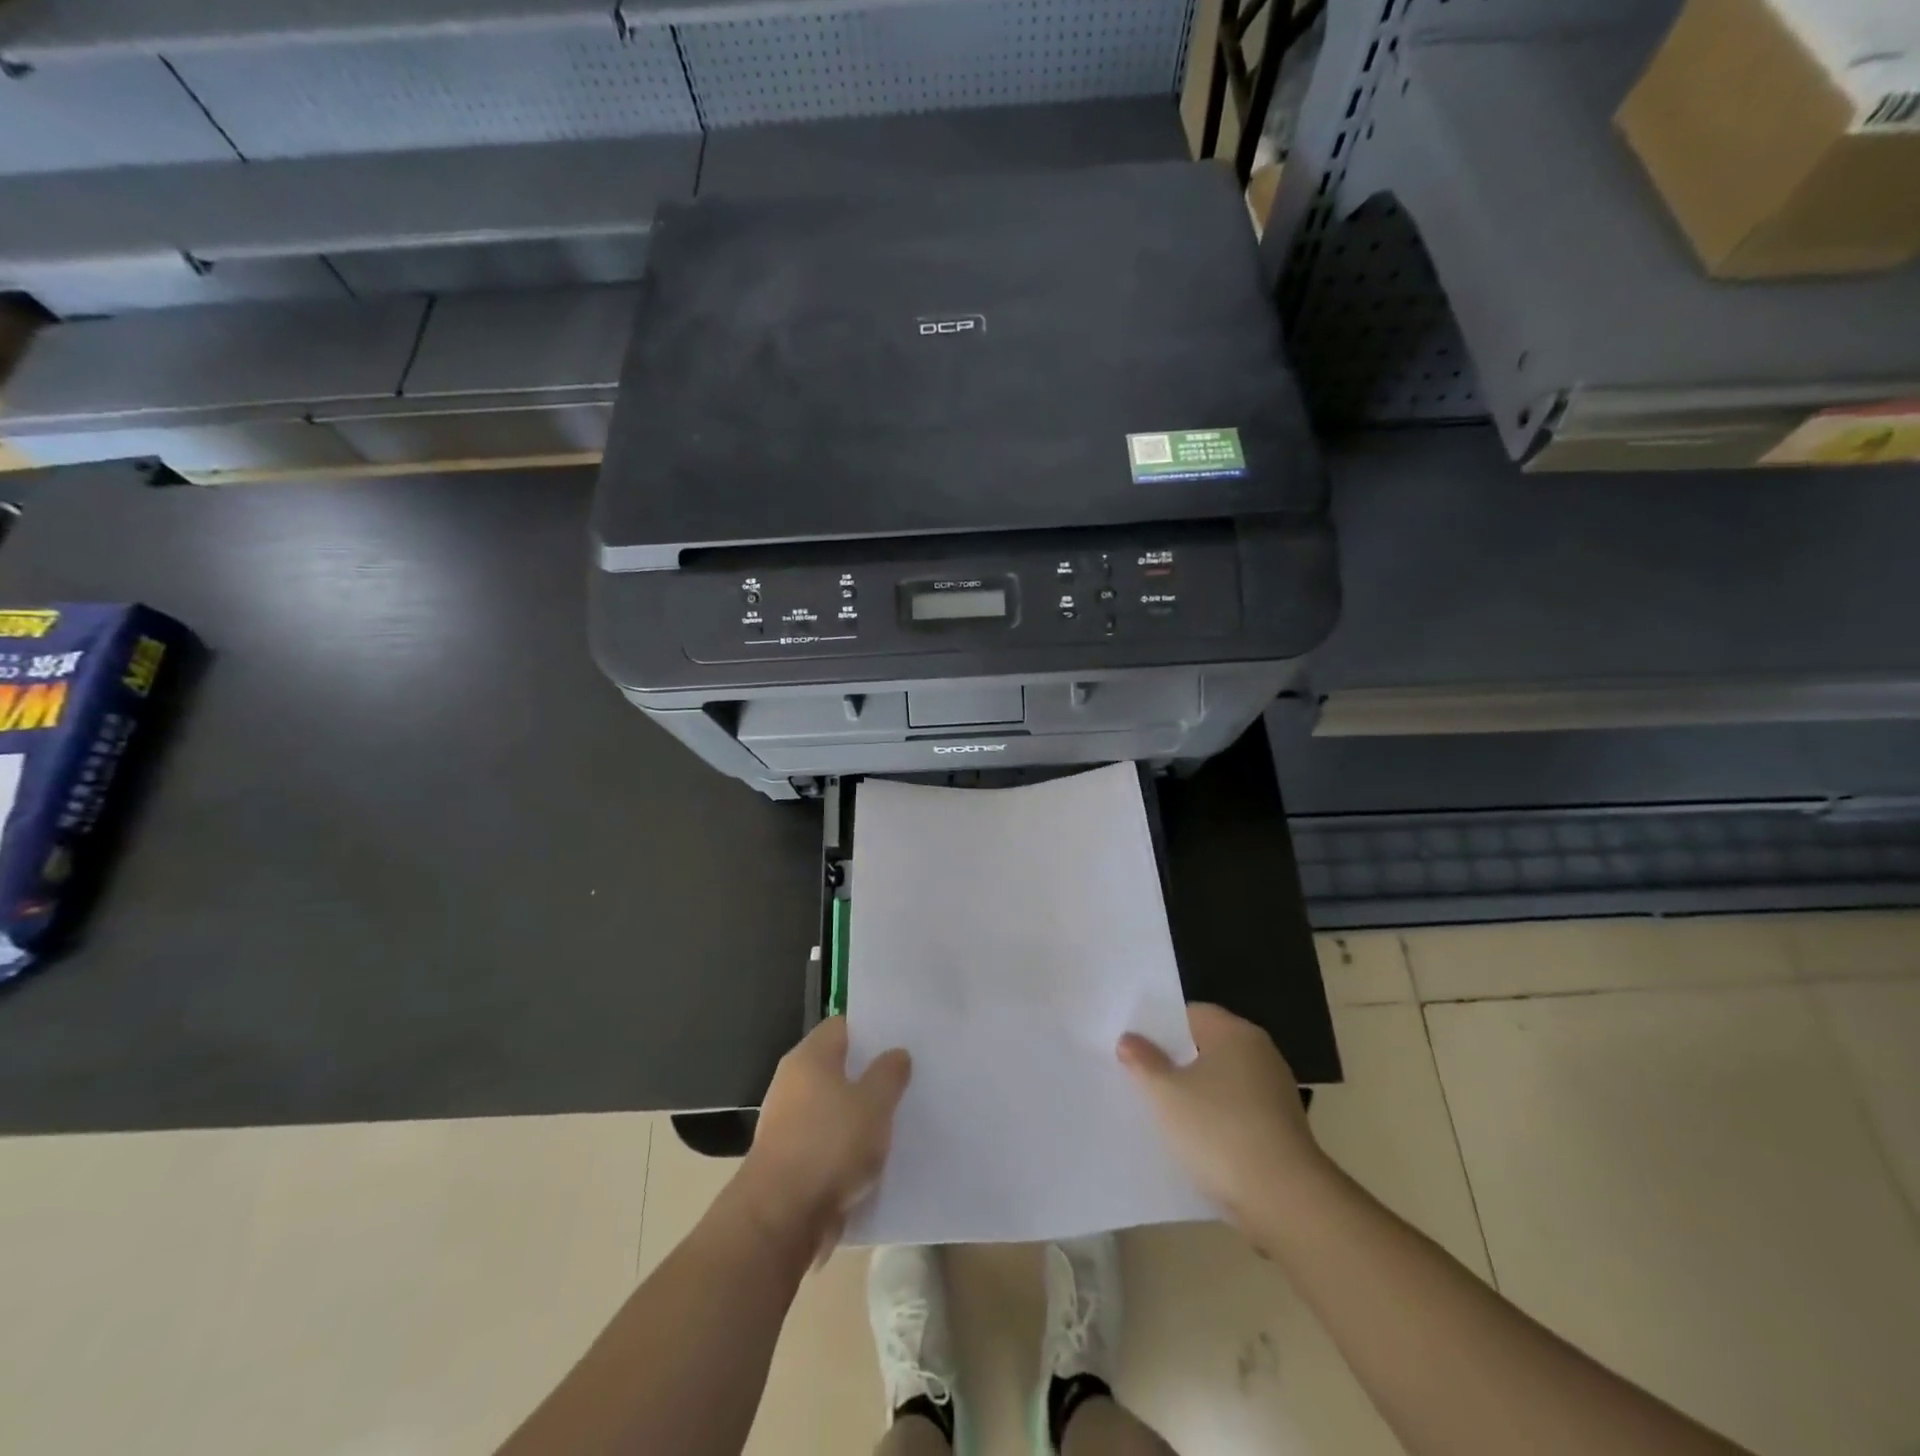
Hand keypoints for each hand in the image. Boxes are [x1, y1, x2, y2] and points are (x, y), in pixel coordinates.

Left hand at [738, 1017, 911, 1257]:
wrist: (780, 1219)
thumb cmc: (829, 1145)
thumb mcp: (874, 1103)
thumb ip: (889, 1073)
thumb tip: (896, 1053)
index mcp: (810, 1057)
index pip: (843, 1026)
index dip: (872, 1030)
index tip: (900, 1040)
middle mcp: (792, 1082)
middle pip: (837, 1066)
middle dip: (869, 1074)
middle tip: (906, 1079)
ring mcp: (787, 1122)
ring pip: (833, 1107)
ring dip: (859, 1114)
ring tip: (895, 1120)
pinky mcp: (788, 1160)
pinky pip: (826, 1141)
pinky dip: (846, 1147)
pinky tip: (872, 1158)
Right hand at [1118, 1003, 1328, 1227]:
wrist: (1284, 1200)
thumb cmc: (1219, 1130)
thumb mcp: (1166, 1093)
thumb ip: (1144, 1061)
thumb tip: (1129, 1039)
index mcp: (1235, 1033)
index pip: (1190, 1014)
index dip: (1159, 1026)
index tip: (1133, 1044)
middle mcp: (1260, 1054)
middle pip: (1206, 1047)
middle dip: (1174, 1061)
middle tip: (1137, 1075)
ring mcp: (1274, 1093)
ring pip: (1221, 1082)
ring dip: (1194, 1093)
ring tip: (1158, 1110)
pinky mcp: (1280, 1129)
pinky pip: (1236, 1112)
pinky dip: (1214, 1119)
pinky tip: (1191, 1140)